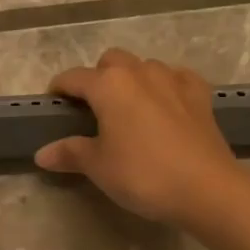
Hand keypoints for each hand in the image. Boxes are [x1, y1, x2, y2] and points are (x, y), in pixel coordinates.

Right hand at [36, 49, 243, 226]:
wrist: (206, 188)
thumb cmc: (143, 175)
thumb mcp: (99, 167)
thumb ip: (70, 153)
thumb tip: (42, 154)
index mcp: (108, 85)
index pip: (73, 77)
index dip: (59, 90)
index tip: (53, 106)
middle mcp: (139, 71)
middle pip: (110, 61)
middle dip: (98, 78)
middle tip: (94, 110)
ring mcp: (173, 79)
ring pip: (144, 66)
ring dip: (132, 80)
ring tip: (130, 110)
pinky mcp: (199, 94)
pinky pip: (175, 78)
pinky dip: (165, 86)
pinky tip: (165, 106)